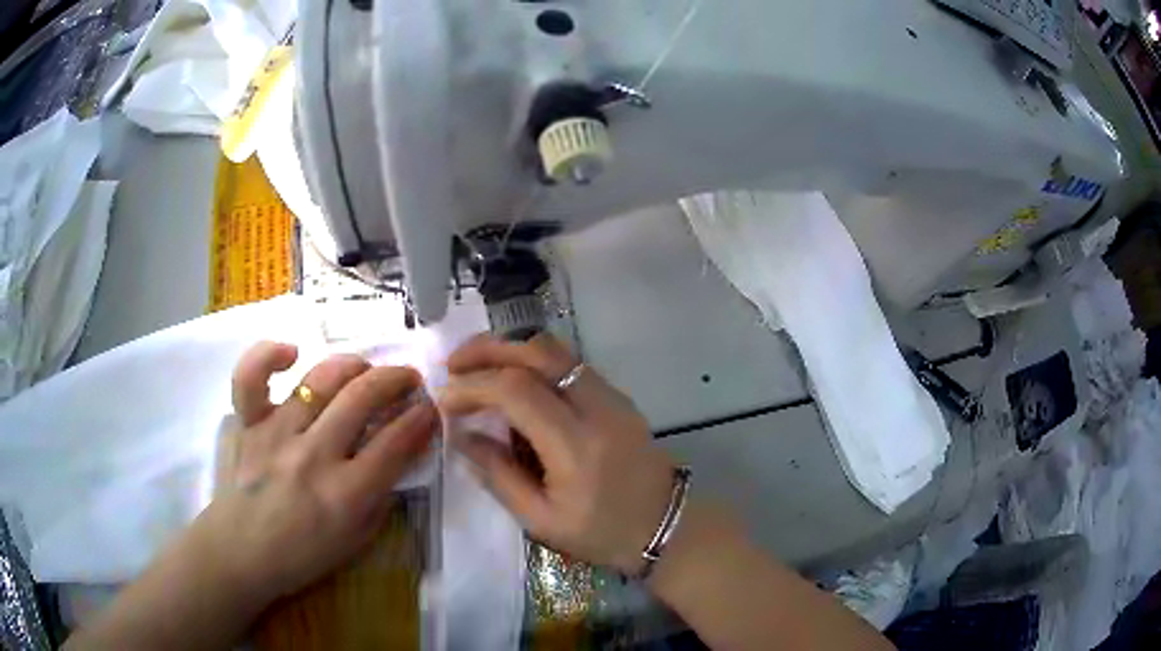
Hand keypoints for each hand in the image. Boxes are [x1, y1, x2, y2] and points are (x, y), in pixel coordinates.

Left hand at [199, 341, 437, 604]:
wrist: (243, 554)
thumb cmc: (304, 554)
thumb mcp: (359, 537)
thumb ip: (383, 492)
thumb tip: (403, 447)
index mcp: (345, 494)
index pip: (395, 442)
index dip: (420, 418)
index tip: (430, 408)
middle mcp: (313, 456)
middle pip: (363, 398)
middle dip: (396, 380)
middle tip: (408, 379)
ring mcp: (276, 434)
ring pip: (321, 380)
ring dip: (354, 365)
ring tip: (365, 369)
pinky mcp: (248, 424)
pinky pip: (251, 377)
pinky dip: (269, 355)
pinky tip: (291, 354)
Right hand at [439, 334, 675, 573]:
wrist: (666, 524)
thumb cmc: (602, 533)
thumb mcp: (541, 520)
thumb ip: (499, 475)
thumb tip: (461, 437)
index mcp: (576, 446)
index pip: (517, 391)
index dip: (474, 386)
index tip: (444, 398)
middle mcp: (597, 408)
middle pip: (538, 352)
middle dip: (488, 349)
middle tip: (453, 364)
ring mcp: (612, 396)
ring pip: (556, 350)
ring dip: (510, 350)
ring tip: (476, 367)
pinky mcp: (617, 396)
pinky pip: (569, 364)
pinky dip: (533, 361)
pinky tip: (512, 380)